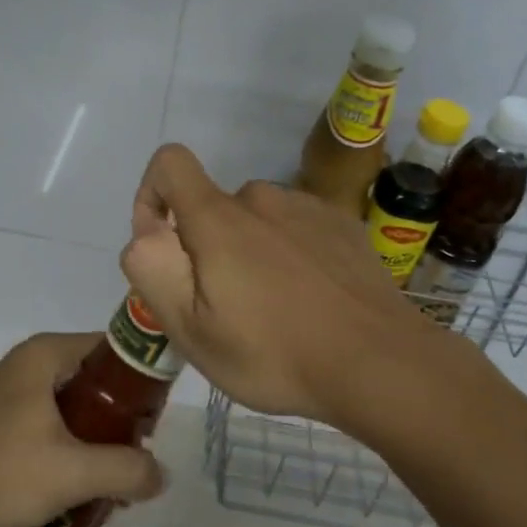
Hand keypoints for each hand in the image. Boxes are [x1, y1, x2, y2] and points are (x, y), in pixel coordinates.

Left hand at [0, 332, 166, 526]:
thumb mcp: (71, 473)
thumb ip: (125, 470)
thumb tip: (161, 475)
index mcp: (48, 354)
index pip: (114, 348)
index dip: (143, 380)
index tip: (157, 420)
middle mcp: (29, 363)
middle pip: (94, 380)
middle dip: (120, 419)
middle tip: (137, 457)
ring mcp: (8, 392)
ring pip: (70, 406)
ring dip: (94, 439)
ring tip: (110, 480)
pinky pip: (47, 424)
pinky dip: (67, 448)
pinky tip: (70, 487)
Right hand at [119, 143, 443, 422]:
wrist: (379, 363)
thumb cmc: (275, 353)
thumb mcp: (193, 331)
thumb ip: (153, 271)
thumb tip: (148, 231)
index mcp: (218, 218)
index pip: (170, 162)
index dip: (151, 195)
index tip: (164, 246)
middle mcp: (261, 197)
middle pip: (213, 208)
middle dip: (206, 247)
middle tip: (227, 309)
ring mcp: (307, 207)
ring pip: (256, 220)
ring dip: (251, 251)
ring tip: (274, 309)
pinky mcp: (342, 224)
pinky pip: (297, 227)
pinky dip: (290, 252)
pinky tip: (312, 298)